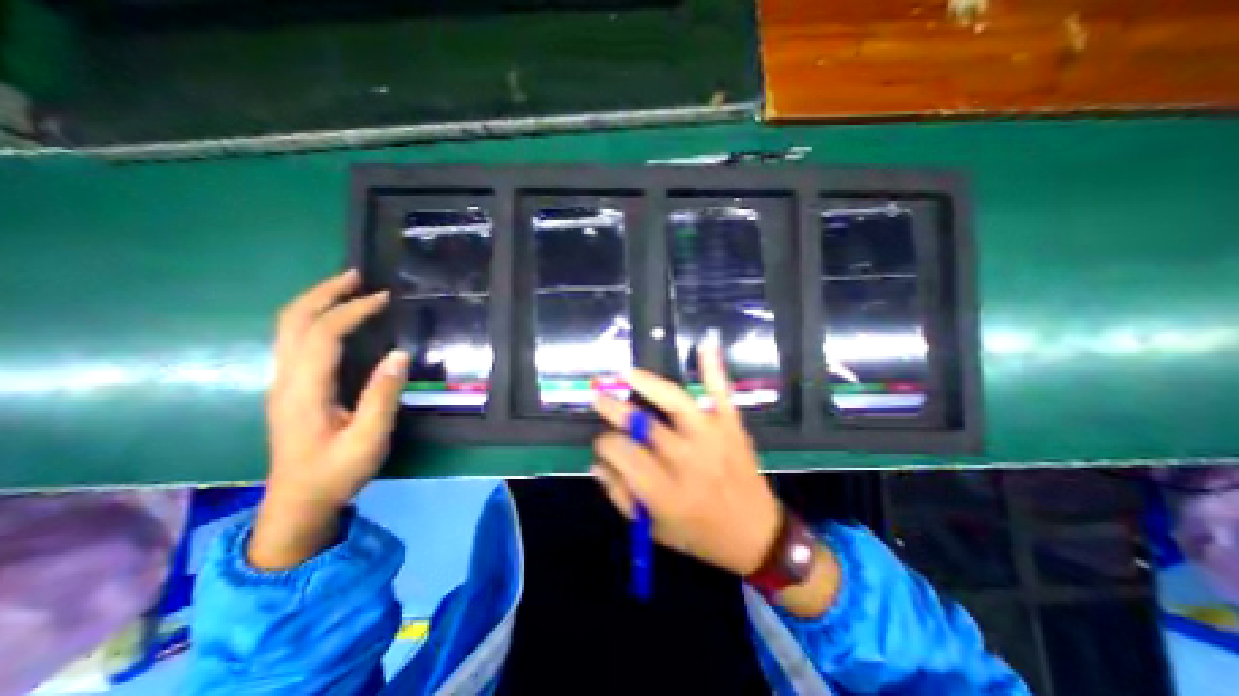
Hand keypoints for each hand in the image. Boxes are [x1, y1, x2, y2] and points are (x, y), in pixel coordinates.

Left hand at [246, 270, 409, 568]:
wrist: (298, 502)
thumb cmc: (337, 472)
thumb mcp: (368, 439)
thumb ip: (383, 396)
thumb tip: (399, 354)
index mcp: (304, 390)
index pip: (323, 335)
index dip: (352, 311)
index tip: (383, 298)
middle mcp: (286, 379)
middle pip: (292, 321)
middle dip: (323, 293)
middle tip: (357, 276)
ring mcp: (283, 382)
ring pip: (288, 328)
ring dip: (316, 302)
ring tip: (348, 288)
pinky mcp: (290, 388)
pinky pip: (296, 340)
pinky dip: (315, 319)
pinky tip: (337, 319)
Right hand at [592, 343, 780, 577]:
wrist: (757, 535)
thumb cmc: (700, 535)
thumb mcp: (653, 528)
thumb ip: (621, 495)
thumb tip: (597, 463)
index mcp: (663, 491)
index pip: (621, 452)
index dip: (605, 444)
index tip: (603, 443)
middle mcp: (686, 460)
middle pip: (642, 425)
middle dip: (614, 409)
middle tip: (600, 397)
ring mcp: (712, 438)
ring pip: (676, 402)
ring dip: (648, 384)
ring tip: (627, 373)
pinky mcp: (732, 426)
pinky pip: (721, 393)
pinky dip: (713, 367)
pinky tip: (705, 343)